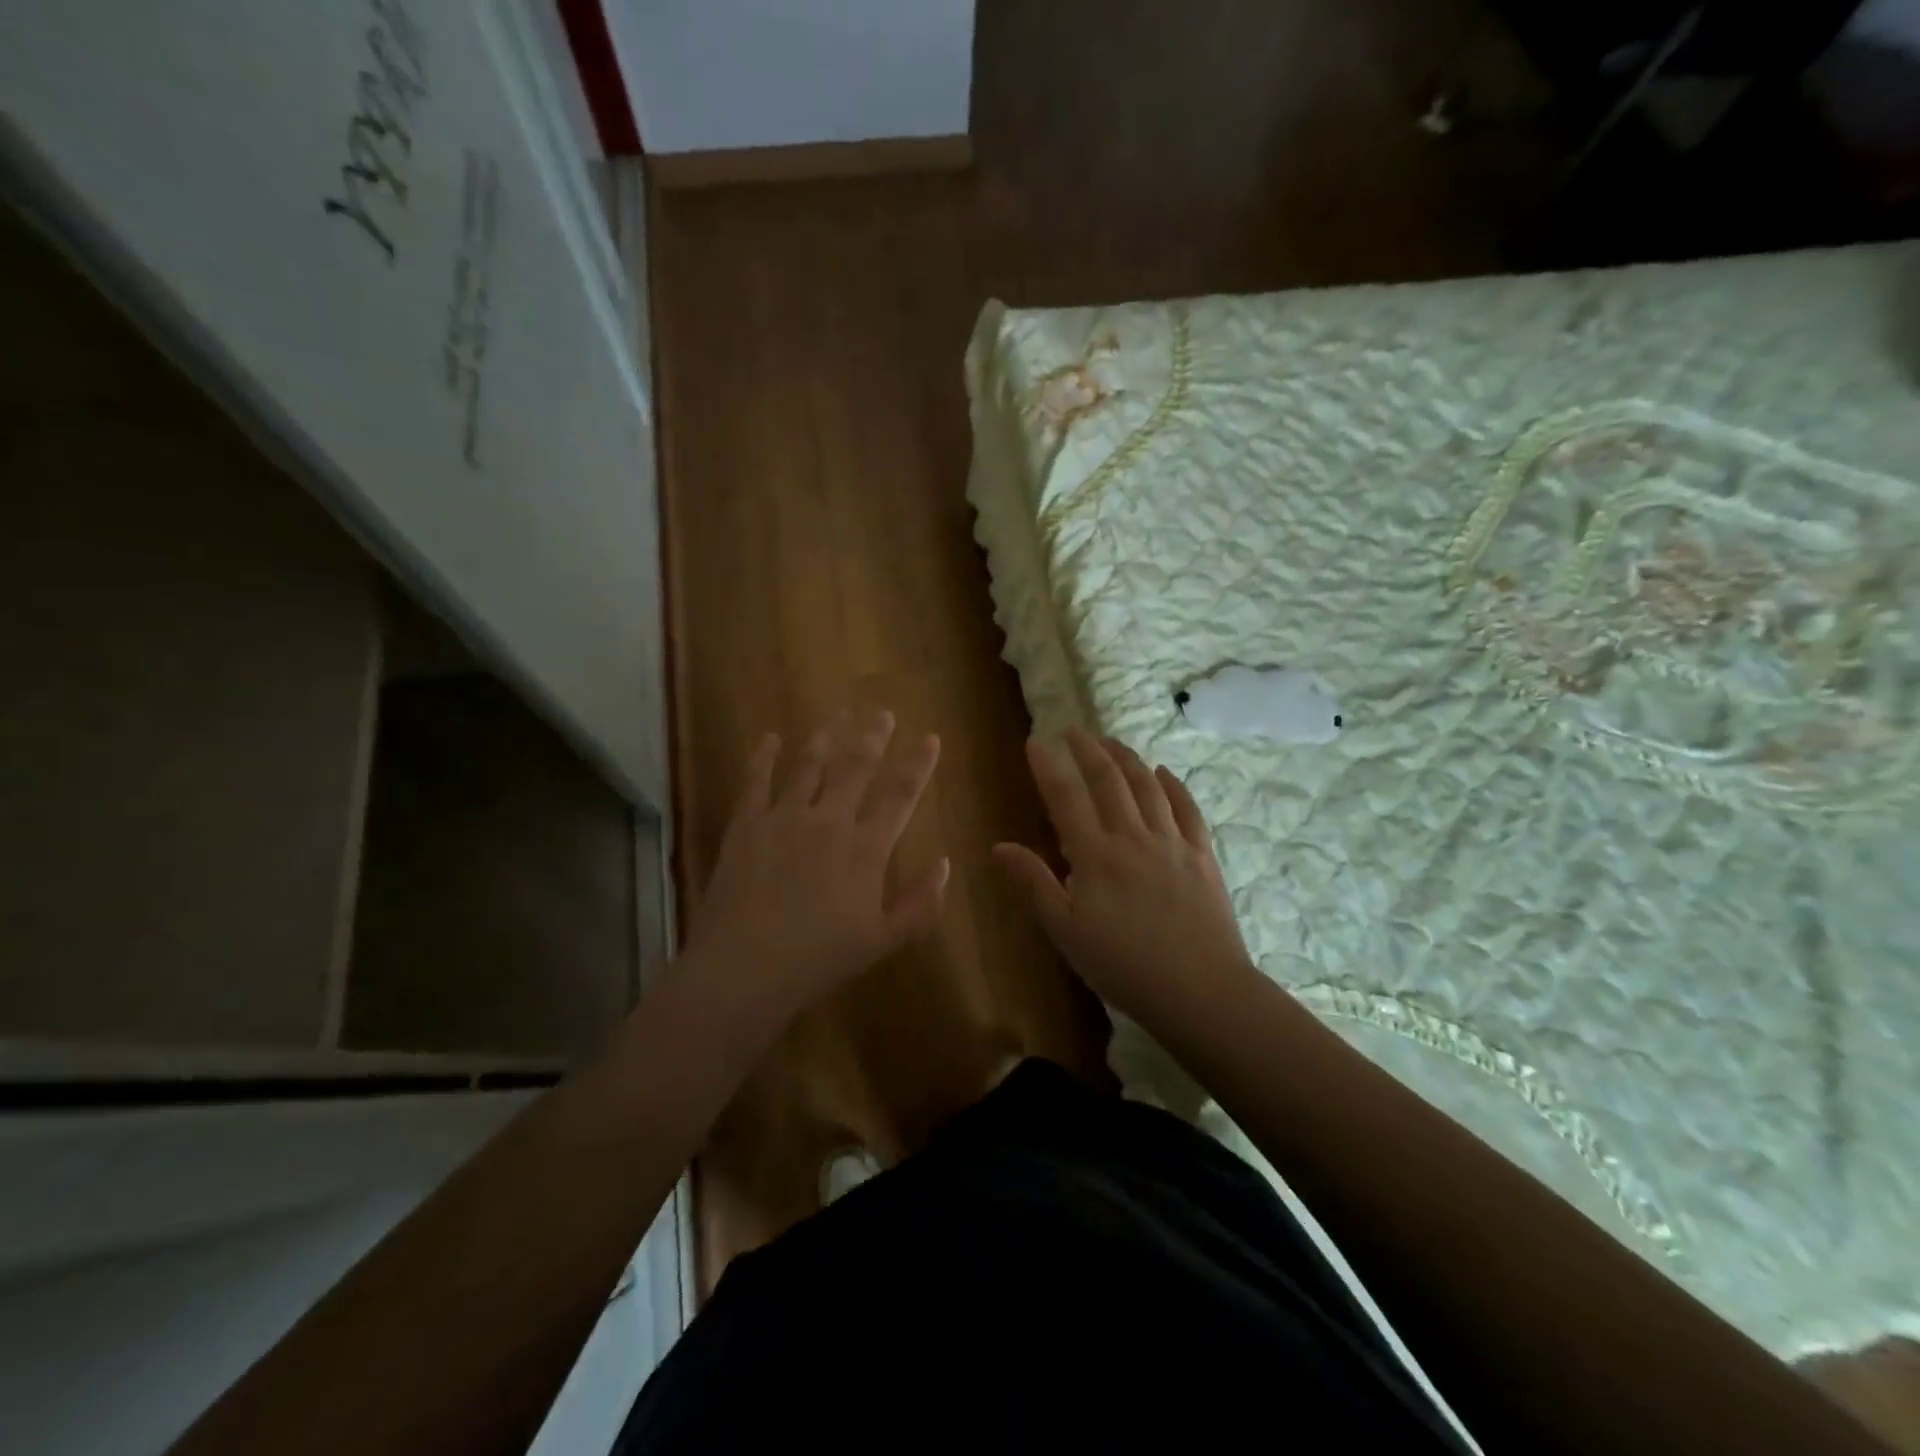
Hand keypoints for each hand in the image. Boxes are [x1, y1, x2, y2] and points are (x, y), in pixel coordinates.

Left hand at [682, 710, 948, 1019]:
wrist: (744, 968)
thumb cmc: (819, 959)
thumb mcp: (883, 940)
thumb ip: (920, 903)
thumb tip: (945, 864)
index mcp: (866, 848)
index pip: (901, 795)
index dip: (919, 764)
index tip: (931, 738)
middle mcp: (829, 821)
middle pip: (857, 766)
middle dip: (873, 736)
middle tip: (883, 712)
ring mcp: (784, 818)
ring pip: (810, 765)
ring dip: (826, 737)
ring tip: (836, 716)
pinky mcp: (746, 824)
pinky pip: (756, 780)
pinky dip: (764, 756)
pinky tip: (770, 738)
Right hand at [993, 727, 1254, 1023]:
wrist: (1200, 990)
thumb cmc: (1123, 965)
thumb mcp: (1065, 930)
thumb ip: (1033, 883)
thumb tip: (998, 847)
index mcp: (1096, 854)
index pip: (1066, 797)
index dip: (1049, 766)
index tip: (1035, 742)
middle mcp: (1133, 836)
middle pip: (1109, 780)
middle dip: (1088, 750)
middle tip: (1073, 730)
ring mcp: (1172, 843)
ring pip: (1147, 786)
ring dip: (1127, 758)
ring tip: (1111, 741)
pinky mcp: (1202, 856)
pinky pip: (1187, 809)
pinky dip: (1173, 785)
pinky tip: (1163, 771)